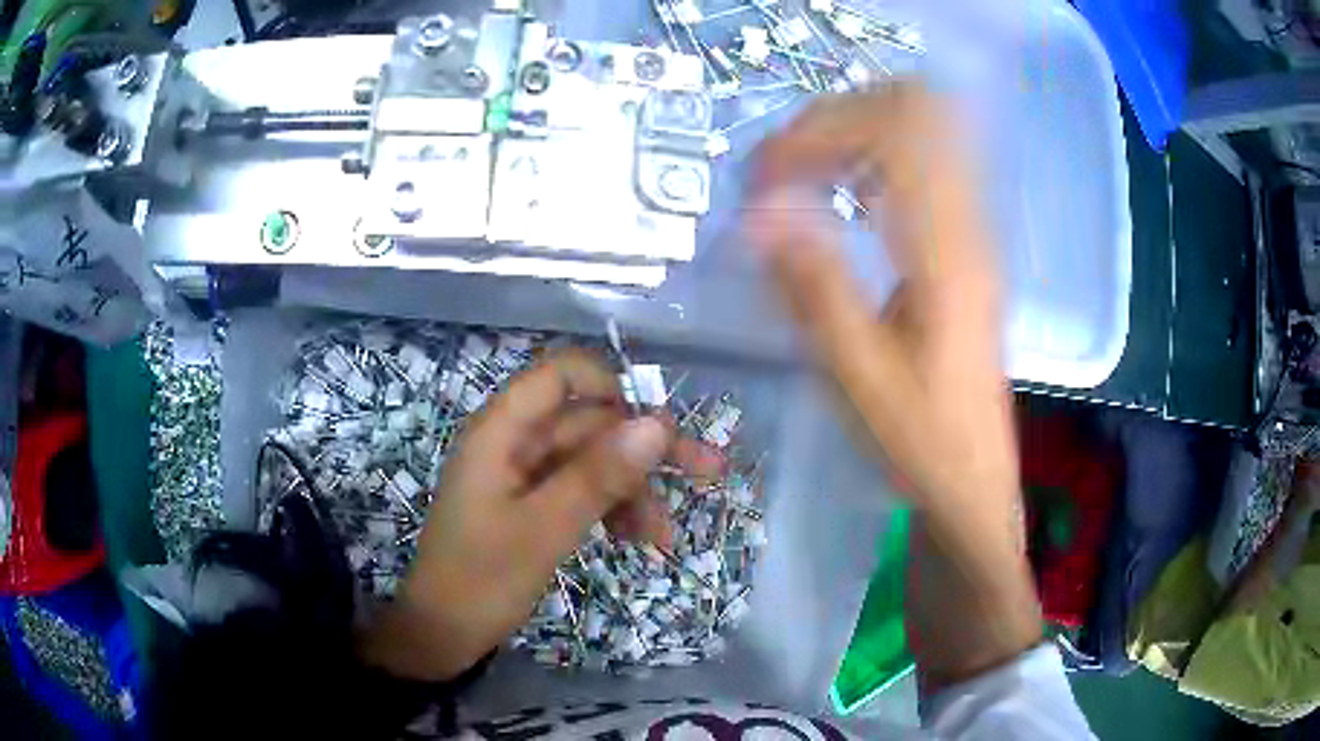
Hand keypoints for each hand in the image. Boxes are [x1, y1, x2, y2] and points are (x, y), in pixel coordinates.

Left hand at [360, 350, 719, 680]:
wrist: (442, 634)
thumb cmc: (481, 579)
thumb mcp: (545, 529)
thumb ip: (598, 475)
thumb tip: (658, 424)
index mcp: (503, 431)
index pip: (563, 376)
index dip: (614, 388)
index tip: (659, 426)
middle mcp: (515, 442)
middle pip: (590, 423)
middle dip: (645, 450)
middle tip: (708, 472)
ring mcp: (523, 475)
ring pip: (592, 461)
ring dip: (633, 491)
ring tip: (663, 535)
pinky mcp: (532, 505)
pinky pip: (581, 491)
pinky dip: (611, 510)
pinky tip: (637, 540)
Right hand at [745, 82, 1038, 691]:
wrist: (973, 485)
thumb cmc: (920, 443)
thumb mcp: (858, 377)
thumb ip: (813, 286)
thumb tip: (758, 213)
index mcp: (946, 253)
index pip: (893, 134)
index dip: (818, 133)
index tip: (761, 177)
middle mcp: (968, 225)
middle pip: (916, 110)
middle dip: (838, 116)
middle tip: (782, 160)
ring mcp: (973, 231)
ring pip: (926, 130)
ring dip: (857, 130)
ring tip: (802, 169)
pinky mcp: (965, 247)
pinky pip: (926, 166)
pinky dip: (875, 156)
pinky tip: (841, 191)